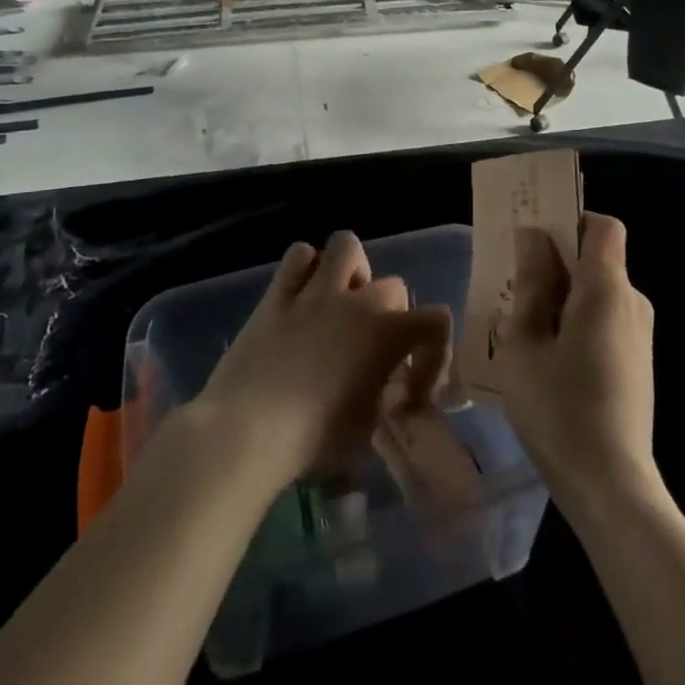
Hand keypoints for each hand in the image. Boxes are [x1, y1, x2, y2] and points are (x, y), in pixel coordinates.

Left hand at [193, 231, 451, 493]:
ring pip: (347, 245)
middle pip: (393, 285)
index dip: (433, 353)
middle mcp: (357, 301)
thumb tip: (392, 390)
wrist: (247, 430)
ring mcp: (316, 291)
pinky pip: (299, 255)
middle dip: (391, 314)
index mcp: (388, 333)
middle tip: (372, 346)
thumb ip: (388, 397)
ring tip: (341, 300)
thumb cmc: (313, 439)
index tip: (412, 389)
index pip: (437, 321)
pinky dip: (305, 269)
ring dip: (351, 270)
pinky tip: (302, 295)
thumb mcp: (367, 428)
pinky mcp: (278, 293)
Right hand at [495, 213, 656, 505]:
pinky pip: (605, 321)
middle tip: (514, 284)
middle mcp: (632, 302)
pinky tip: (547, 358)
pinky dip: (577, 322)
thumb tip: (533, 237)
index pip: (602, 225)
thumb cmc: (559, 408)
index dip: (570, 219)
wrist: (611, 487)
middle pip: (597, 258)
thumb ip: (531, 283)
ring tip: (523, 327)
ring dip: (563, 296)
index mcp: (606, 288)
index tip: (535, 238)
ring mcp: (640, 335)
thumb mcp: (525, 342)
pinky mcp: (638, 364)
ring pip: (598, 292)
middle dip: (557, 261)